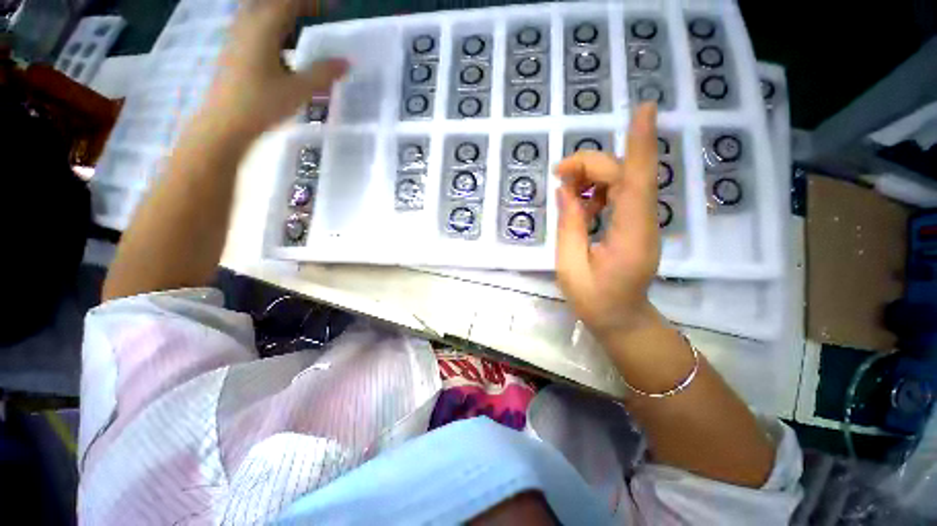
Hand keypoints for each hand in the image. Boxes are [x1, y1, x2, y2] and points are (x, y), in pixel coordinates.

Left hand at [202, 0, 347, 136]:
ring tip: (304, 32)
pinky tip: (285, 50)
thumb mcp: (298, 90)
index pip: (291, 1)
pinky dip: (274, 31)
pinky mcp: (235, 50)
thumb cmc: (261, 104)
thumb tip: (347, 62)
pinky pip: (256, 27)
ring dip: (284, 18)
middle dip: (298, 6)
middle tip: (318, 15)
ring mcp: (238, 36)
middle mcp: (248, 24)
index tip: (335, 8)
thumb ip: (323, 73)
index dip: (314, 2)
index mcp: (263, 26)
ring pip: (262, 13)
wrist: (224, 123)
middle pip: (274, 3)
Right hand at [554, 103, 660, 340]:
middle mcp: (644, 222)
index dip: (641, 144)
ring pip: (623, 181)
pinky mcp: (636, 223)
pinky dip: (597, 191)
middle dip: (590, 165)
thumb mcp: (570, 267)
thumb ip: (569, 226)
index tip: (645, 109)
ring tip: (565, 191)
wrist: (622, 319)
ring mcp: (643, 222)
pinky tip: (580, 204)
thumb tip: (566, 191)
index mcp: (630, 236)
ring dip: (592, 177)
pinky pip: (620, 194)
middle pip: (625, 176)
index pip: (638, 182)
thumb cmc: (595, 301)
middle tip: (558, 174)